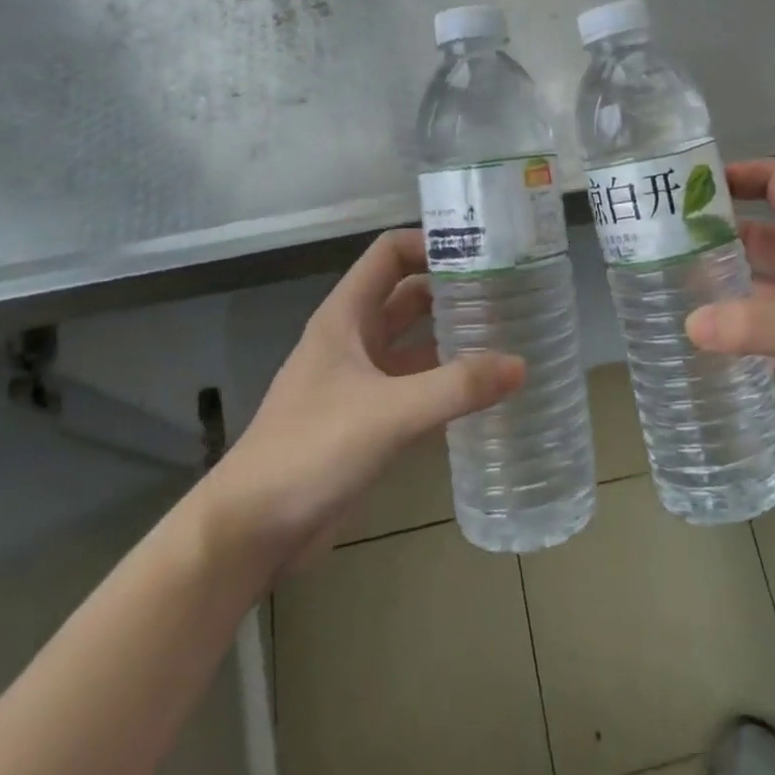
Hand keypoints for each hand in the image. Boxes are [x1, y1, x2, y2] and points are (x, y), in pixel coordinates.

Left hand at [196, 229, 522, 574]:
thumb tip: (521, 364)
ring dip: (455, 338)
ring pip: (416, 343)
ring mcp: (362, 381)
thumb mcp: (389, 412)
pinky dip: (448, 384)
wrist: (253, 529)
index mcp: (346, 316)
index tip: (484, 252)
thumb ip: (457, 388)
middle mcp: (355, 339)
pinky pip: (418, 387)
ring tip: (510, 337)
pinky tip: (487, 392)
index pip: (391, 254)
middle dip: (454, 290)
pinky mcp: (370, 419)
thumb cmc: (312, 449)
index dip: (432, 244)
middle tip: (510, 294)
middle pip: (410, 296)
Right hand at [684, 158, 774, 469]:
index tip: (688, 186)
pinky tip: (697, 341)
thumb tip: (688, 322)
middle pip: (755, 234)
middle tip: (656, 245)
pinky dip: (732, 331)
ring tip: (664, 290)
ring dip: (719, 285)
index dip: (738, 174)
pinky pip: (760, 330)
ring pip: (754, 283)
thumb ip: (753, 323)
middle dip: (712, 235)